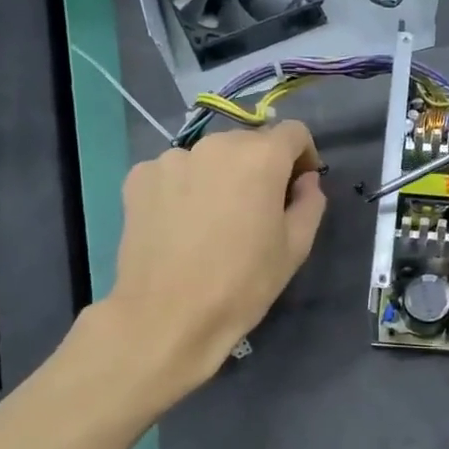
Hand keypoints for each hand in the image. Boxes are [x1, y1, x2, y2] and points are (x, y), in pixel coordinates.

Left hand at [99, 121, 326, 401]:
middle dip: (261, 167)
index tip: (299, 186)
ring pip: (210, 158)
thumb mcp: (295, 247)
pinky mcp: (139, 177)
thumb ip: (310, 203)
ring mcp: (171, 158)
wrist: (167, 316)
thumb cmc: (243, 283)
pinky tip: (183, 224)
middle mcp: (215, 145)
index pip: (293, 132)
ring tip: (215, 220)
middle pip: (249, 143)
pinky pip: (176, 173)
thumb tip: (305, 181)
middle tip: (258, 210)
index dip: (304, 157)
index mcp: (260, 157)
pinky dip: (186, 188)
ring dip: (221, 176)